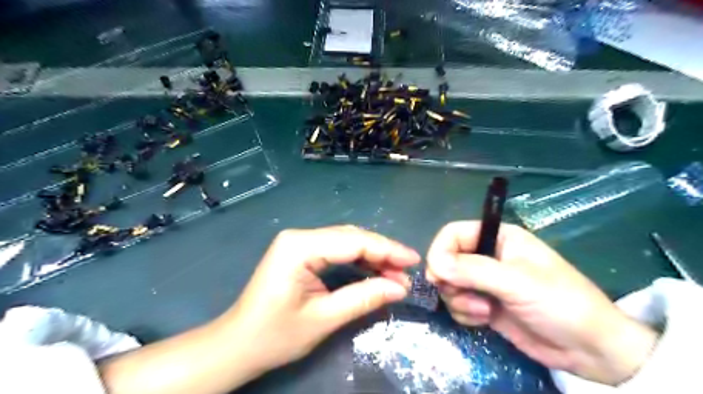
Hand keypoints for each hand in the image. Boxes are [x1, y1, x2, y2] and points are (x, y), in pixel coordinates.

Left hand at [221, 226, 415, 373]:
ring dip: (372, 256)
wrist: (238, 344)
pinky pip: (336, 249)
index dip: (386, 250)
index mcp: (300, 246)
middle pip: (350, 237)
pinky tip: (374, 270)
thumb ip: (364, 298)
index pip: (353, 242)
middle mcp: (299, 236)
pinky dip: (358, 260)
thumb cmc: (275, 335)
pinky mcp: (300, 252)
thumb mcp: (324, 318)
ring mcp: (299, 242)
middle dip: (381, 253)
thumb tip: (400, 288)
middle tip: (407, 271)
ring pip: (345, 241)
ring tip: (395, 273)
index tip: (413, 260)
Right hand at [426, 221, 661, 384]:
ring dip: (459, 300)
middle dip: (450, 281)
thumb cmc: (560, 303)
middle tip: (464, 296)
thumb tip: (434, 264)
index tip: (437, 275)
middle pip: (447, 260)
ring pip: (449, 284)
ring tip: (484, 311)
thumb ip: (473, 270)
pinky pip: (458, 303)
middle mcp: (488, 256)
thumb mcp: (517, 283)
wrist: (591, 350)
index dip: (440, 251)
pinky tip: (485, 320)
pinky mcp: (484, 304)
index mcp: (499, 238)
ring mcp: (485, 282)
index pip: (454, 234)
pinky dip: (465, 313)